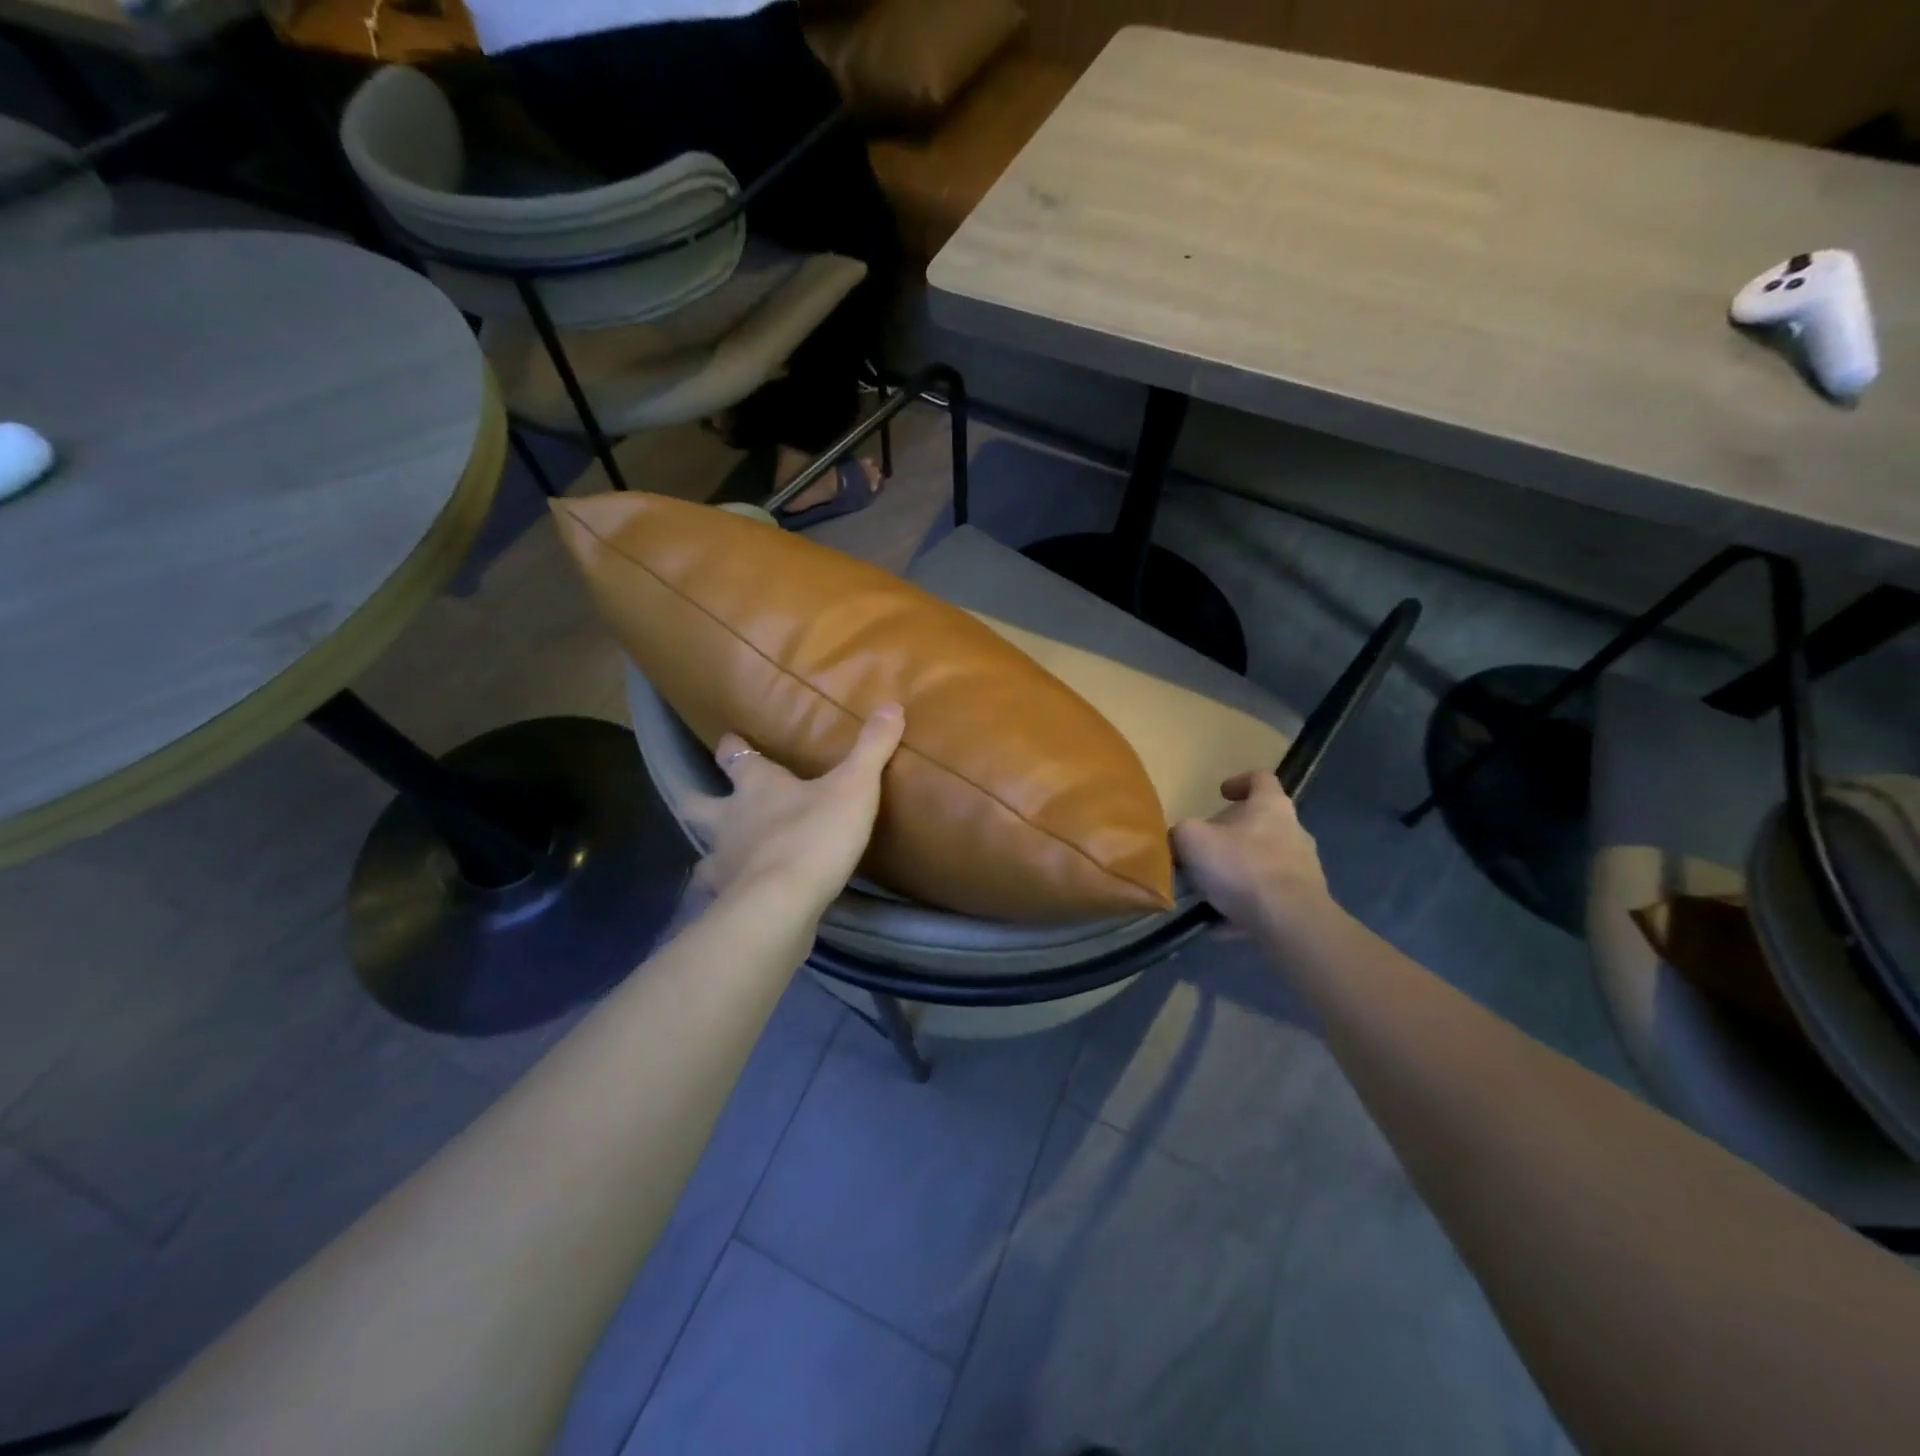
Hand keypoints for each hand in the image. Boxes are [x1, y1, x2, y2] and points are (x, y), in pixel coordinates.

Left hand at [684, 705, 905, 915]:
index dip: (734, 747)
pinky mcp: (725, 898)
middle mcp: (730, 819)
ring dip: (710, 848)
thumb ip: (871, 749)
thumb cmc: (815, 835)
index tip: (731, 739)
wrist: (781, 903)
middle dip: (699, 797)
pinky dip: (721, 891)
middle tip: (705, 796)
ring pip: (702, 848)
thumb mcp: (855, 787)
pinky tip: (732, 897)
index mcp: (758, 786)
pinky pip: (715, 891)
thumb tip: (891, 705)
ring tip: (723, 854)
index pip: (737, 758)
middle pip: (698, 803)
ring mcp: (722, 860)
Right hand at [1171, 770, 1330, 932]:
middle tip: (1206, 848)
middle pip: (1262, 824)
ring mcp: (1303, 869)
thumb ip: (1182, 832)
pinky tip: (1220, 923)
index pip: (1261, 779)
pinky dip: (1244, 907)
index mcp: (1271, 807)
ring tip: (1209, 891)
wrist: (1289, 922)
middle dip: (1233, 835)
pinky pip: (1267, 900)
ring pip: (1264, 864)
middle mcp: (1294, 832)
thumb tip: (1180, 839)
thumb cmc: (1241, 867)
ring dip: (1238, 873)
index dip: (1239, 781)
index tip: (1221, 794)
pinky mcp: (1304, 902)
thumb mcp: (1193, 840)